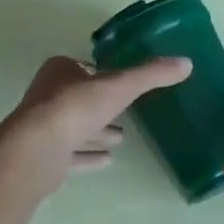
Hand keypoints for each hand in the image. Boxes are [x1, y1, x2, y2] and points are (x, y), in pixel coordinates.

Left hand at [0, 55, 191, 195]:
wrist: (38, 148)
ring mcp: (43, 127)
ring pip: (74, 127)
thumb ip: (151, 75)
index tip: (122, 84)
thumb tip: (186, 62)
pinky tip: (107, 161)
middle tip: (125, 114)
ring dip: (96, 132)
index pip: (84, 69)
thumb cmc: (76, 107)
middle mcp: (48, 95)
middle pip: (79, 99)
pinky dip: (88, 156)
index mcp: (60, 71)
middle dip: (100, 106)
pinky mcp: (45, 156)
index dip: (102, 75)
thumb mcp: (120, 85)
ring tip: (121, 138)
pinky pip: (71, 155)